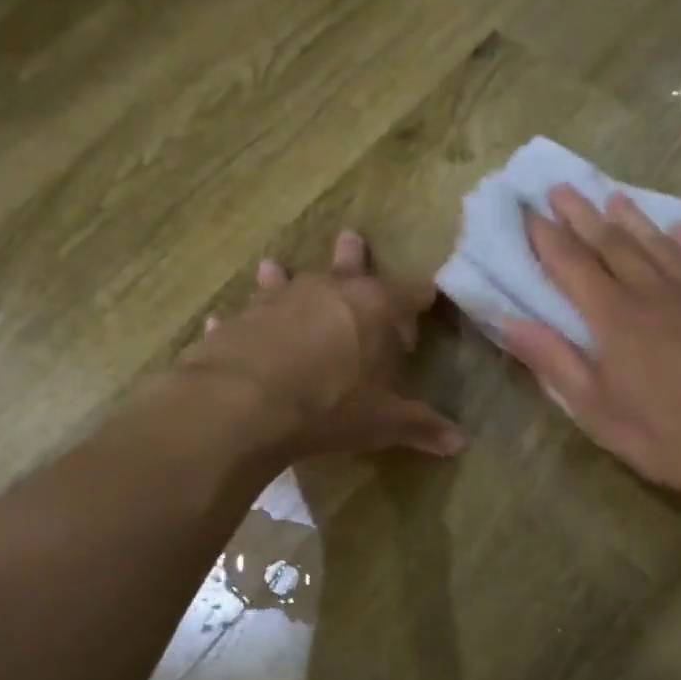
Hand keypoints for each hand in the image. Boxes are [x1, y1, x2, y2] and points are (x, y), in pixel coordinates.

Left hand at [176, 229, 463, 459]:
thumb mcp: (383, 421)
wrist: (246, 404)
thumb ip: (420, 426)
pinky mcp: (238, 321)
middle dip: (353, 255)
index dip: (419, 300)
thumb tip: (459, 442)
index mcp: (373, 307)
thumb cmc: (330, 406)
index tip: (426, 303)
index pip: (409, 293)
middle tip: (350, 237)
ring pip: (284, 281)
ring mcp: (277, 302)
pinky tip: (221, 321)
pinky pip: (239, 317)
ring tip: (273, 266)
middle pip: (347, 266)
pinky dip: (237, 321)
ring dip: (282, 276)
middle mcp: (327, 292)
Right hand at [503, 185, 680, 514]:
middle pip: (613, 244)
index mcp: (615, 318)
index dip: (547, 238)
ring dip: (634, 219)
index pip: (572, 265)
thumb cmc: (665, 437)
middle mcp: (655, 293)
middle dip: (583, 215)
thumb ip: (553, 360)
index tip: (529, 213)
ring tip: (614, 196)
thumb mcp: (595, 409)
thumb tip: (508, 321)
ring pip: (660, 245)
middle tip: (563, 189)